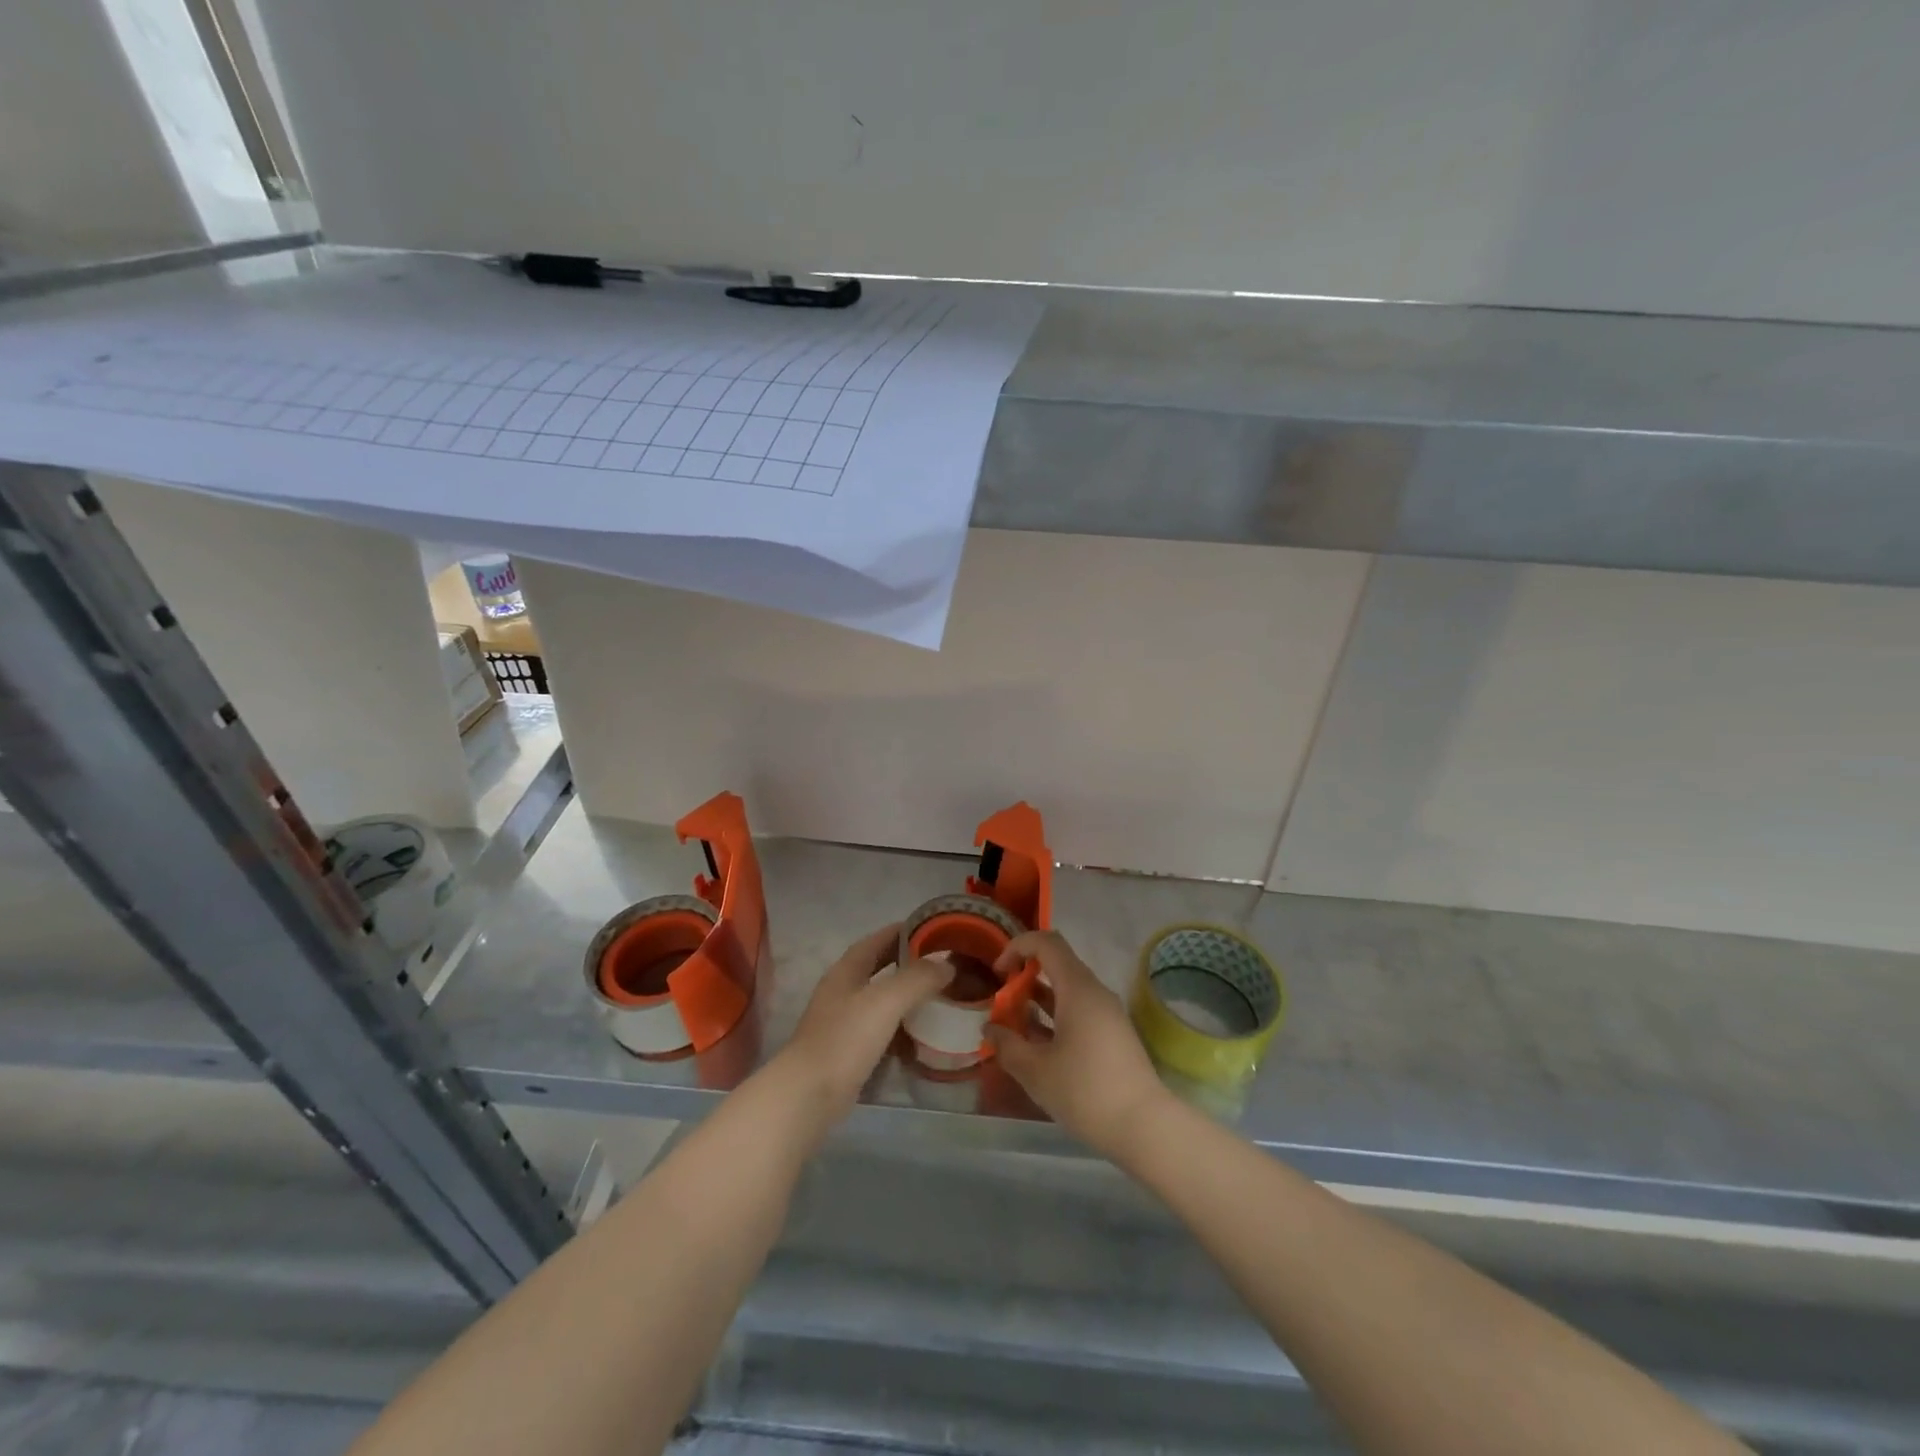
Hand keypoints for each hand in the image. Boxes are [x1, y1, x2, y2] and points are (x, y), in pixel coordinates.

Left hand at [777, 924, 951, 1119]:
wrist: (810, 1095)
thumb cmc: (845, 1038)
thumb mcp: (886, 1000)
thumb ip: (918, 978)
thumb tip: (947, 963)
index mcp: (846, 971)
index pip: (876, 940)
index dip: (902, 931)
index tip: (931, 929)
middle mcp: (842, 992)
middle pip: (878, 969)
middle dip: (907, 964)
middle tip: (940, 964)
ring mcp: (843, 1023)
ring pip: (880, 1001)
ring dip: (906, 997)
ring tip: (938, 997)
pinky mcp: (848, 1052)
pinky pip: (880, 1031)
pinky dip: (900, 1029)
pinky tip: (920, 1036)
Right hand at [984, 930, 1171, 1159]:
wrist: (1145, 1128)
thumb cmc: (1085, 1091)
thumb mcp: (1035, 1071)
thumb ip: (1007, 1045)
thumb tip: (991, 1029)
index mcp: (1078, 988)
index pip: (1047, 942)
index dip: (1017, 947)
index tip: (998, 973)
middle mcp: (1095, 992)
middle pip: (1056, 966)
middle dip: (1024, 980)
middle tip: (1003, 1007)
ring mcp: (1107, 1014)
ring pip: (1067, 992)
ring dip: (1038, 1003)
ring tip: (1014, 1029)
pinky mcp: (1112, 1035)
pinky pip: (1078, 1012)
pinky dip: (1055, 1019)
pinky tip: (1039, 1049)